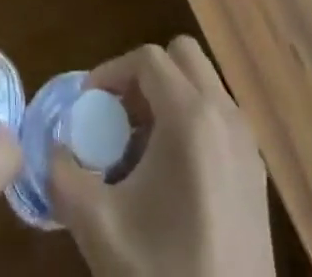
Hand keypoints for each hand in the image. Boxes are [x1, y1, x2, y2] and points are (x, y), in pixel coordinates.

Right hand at [49, 37, 272, 276]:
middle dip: (146, 76)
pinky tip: (171, 177)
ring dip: (170, 98)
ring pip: (204, 85)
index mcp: (190, 116)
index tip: (88, 103)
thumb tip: (54, 148)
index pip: (147, 59)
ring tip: (141, 147)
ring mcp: (247, 143)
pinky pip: (220, 118)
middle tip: (119, 115)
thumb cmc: (163, 273)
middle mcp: (225, 115)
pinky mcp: (257, 174)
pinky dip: (193, 123)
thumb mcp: (99, 227)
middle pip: (183, 57)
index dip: (112, 72)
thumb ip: (63, 176)